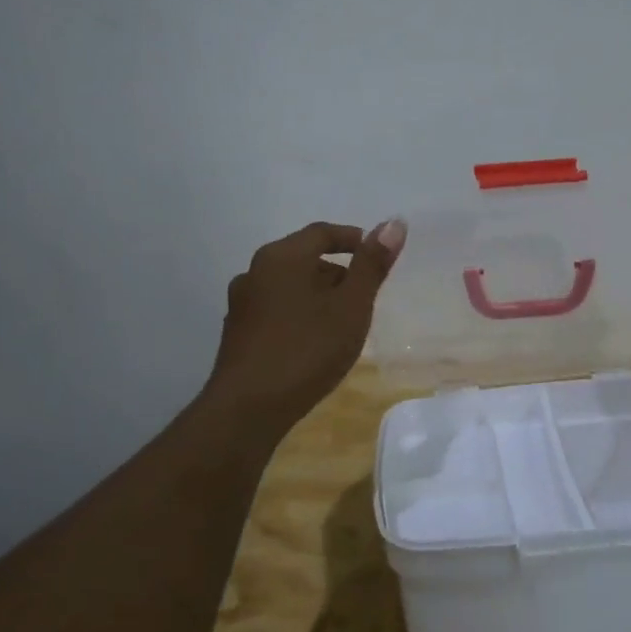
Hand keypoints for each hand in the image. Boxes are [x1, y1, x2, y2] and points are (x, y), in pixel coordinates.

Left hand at [203, 219, 406, 427]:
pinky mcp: (237, 333)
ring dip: (317, 294)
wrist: (247, 408)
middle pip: (302, 258)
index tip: (377, 255)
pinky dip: (299, 314)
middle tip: (365, 294)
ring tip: (342, 321)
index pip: (322, 233)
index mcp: (282, 257)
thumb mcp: (351, 307)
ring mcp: (241, 303)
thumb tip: (394, 223)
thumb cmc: (306, 350)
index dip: (353, 239)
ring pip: (288, 286)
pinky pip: (275, 310)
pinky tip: (313, 342)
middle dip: (337, 270)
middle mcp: (254, 271)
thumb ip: (371, 266)